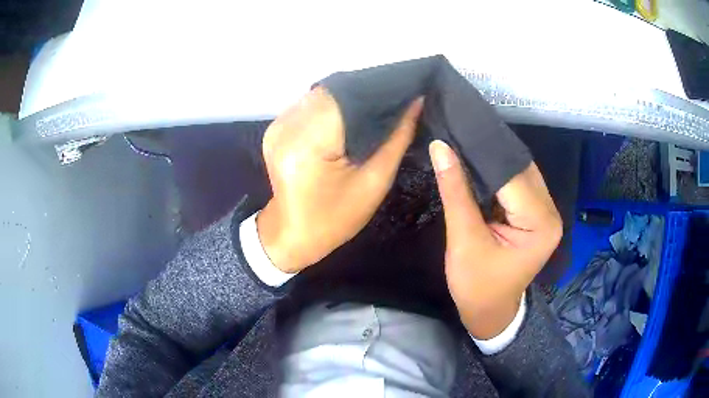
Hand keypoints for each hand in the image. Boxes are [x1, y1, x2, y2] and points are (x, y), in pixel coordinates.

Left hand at [257, 87, 423, 272]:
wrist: (292, 234)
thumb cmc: (335, 218)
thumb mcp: (374, 182)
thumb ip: (397, 138)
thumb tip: (417, 100)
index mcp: (309, 144)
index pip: (347, 98)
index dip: (376, 90)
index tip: (404, 90)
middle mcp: (287, 127)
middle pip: (332, 93)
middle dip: (363, 94)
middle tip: (393, 99)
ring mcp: (277, 126)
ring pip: (320, 95)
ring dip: (346, 99)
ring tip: (373, 108)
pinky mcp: (274, 128)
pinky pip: (308, 106)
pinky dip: (329, 107)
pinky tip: (346, 118)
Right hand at [429, 140, 561, 338]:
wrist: (489, 311)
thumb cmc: (476, 286)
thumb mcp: (463, 240)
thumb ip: (455, 191)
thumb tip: (441, 146)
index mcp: (540, 223)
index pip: (511, 175)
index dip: (483, 151)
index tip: (456, 126)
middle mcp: (550, 212)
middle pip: (520, 168)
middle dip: (489, 150)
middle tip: (458, 127)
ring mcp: (545, 211)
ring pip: (519, 171)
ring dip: (493, 158)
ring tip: (464, 137)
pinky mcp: (536, 213)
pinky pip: (517, 182)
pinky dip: (498, 170)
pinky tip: (477, 158)